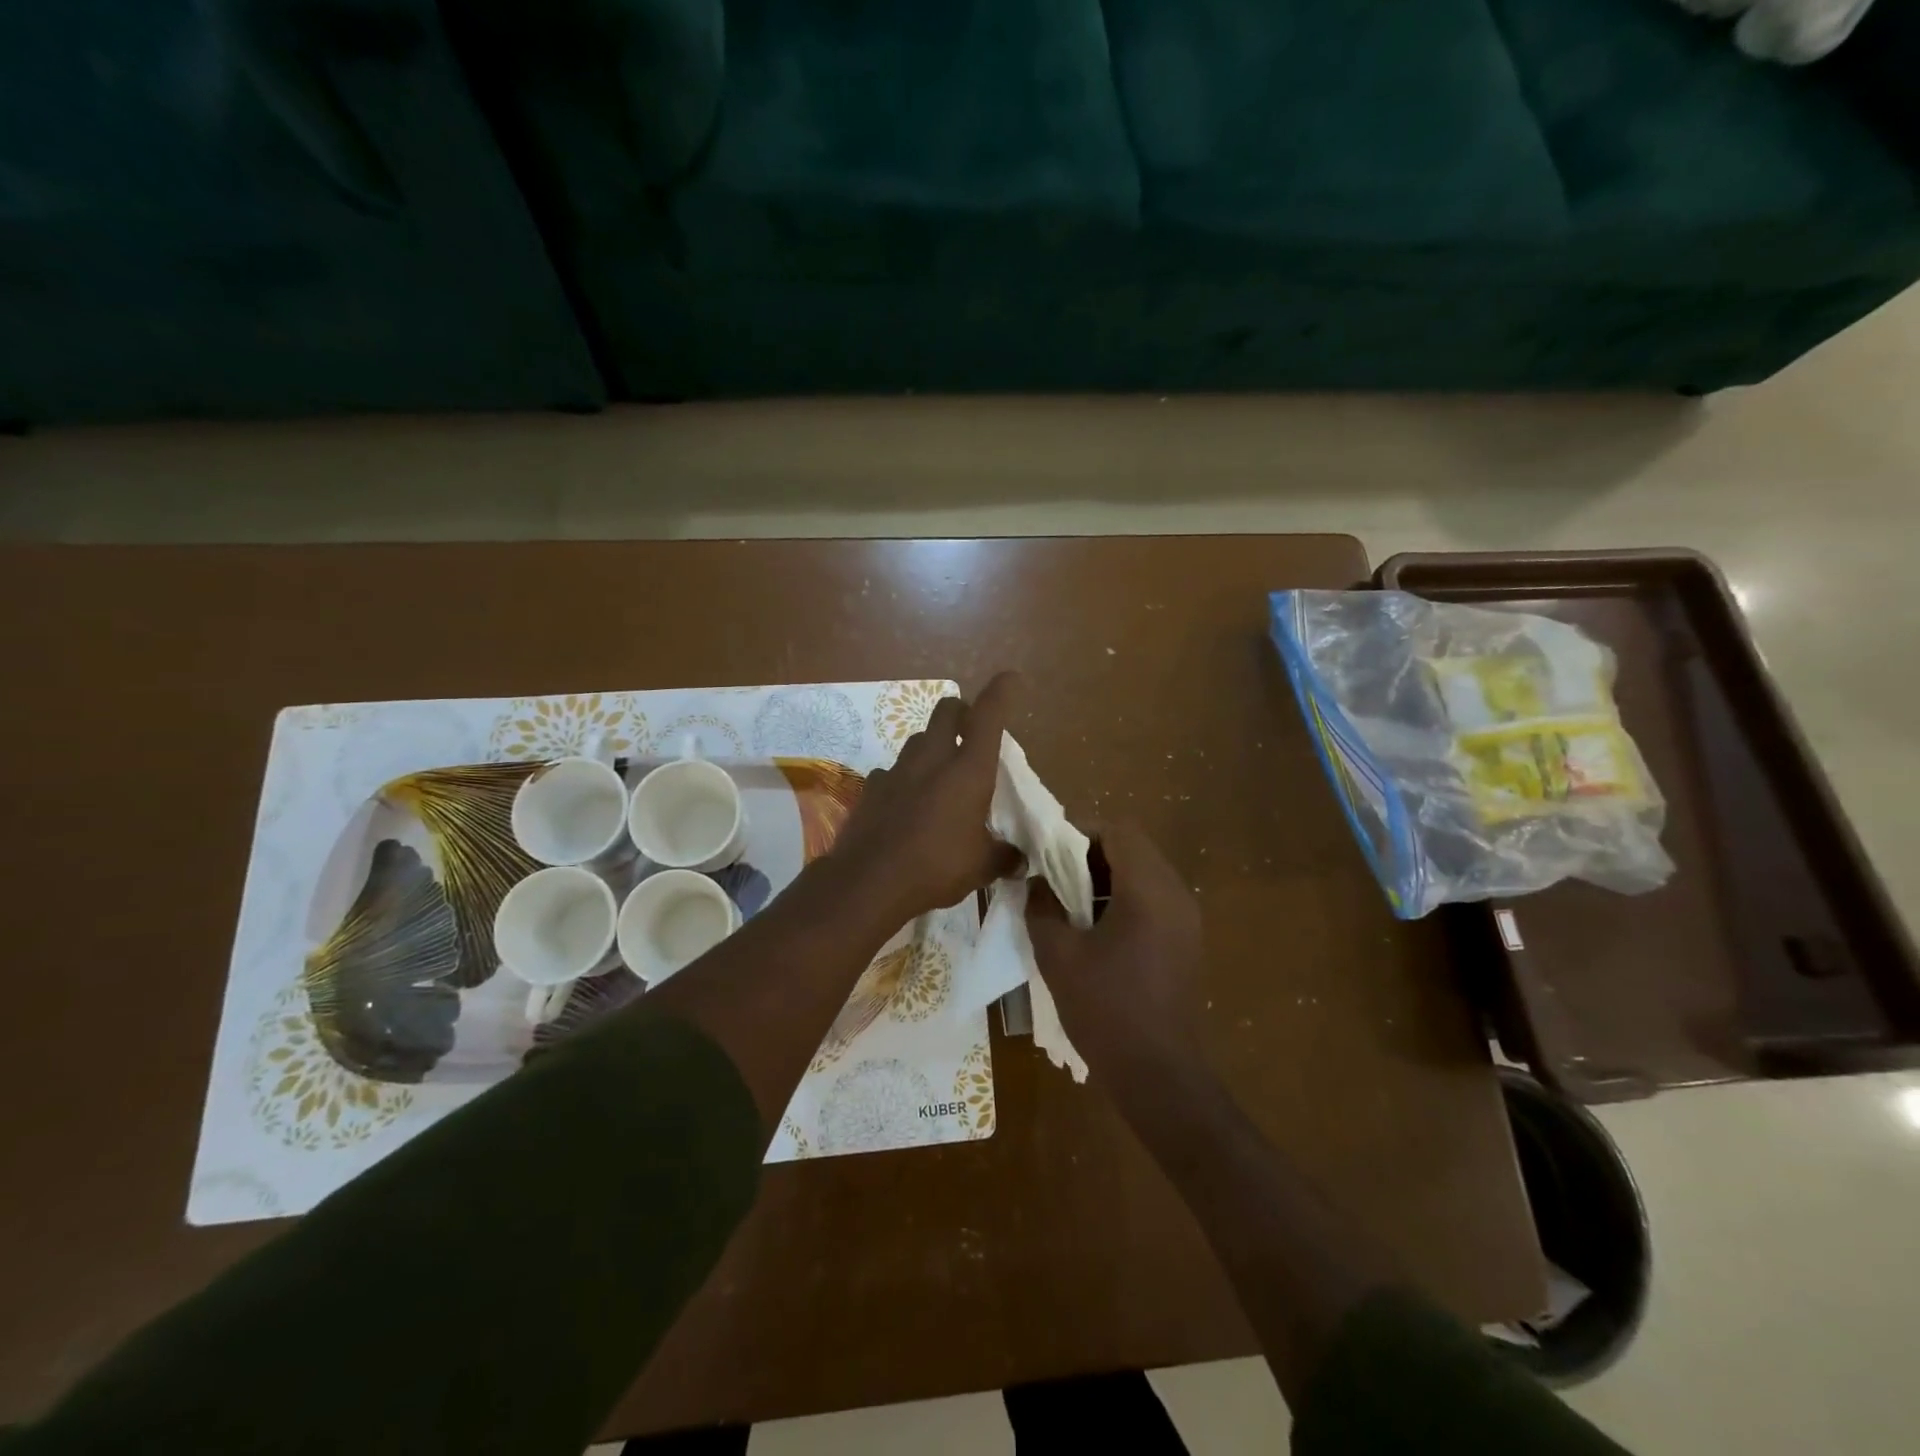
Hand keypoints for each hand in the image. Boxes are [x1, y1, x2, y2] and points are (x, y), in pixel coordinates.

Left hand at [831, 672, 1023, 921]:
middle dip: (961, 712)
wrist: (870, 881)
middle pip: (946, 710)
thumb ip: (1003, 856)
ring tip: (939, 775)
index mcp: (968, 768)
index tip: (1010, 679)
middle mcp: (932, 757)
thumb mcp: (982, 866)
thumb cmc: (937, 865)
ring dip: (932, 747)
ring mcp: (897, 769)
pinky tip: (906, 804)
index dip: (1001, 691)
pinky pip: (891, 771)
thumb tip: (1019, 860)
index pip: (988, 714)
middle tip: (970, 733)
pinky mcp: (871, 787)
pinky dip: (903, 779)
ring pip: (917, 739)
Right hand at [1027, 821, 1203, 1075]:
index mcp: (1149, 890)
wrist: (1158, 1075)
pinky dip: (1121, 898)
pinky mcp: (1184, 941)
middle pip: (1133, 848)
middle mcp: (1176, 894)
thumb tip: (1035, 883)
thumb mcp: (1059, 954)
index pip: (1118, 831)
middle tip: (1052, 875)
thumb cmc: (1106, 1010)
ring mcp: (1185, 919)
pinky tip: (1093, 929)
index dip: (1080, 832)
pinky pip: (1152, 899)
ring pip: (1143, 873)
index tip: (1047, 851)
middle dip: (1089, 854)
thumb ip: (1041, 907)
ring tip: (1067, 903)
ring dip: (1105, 877)